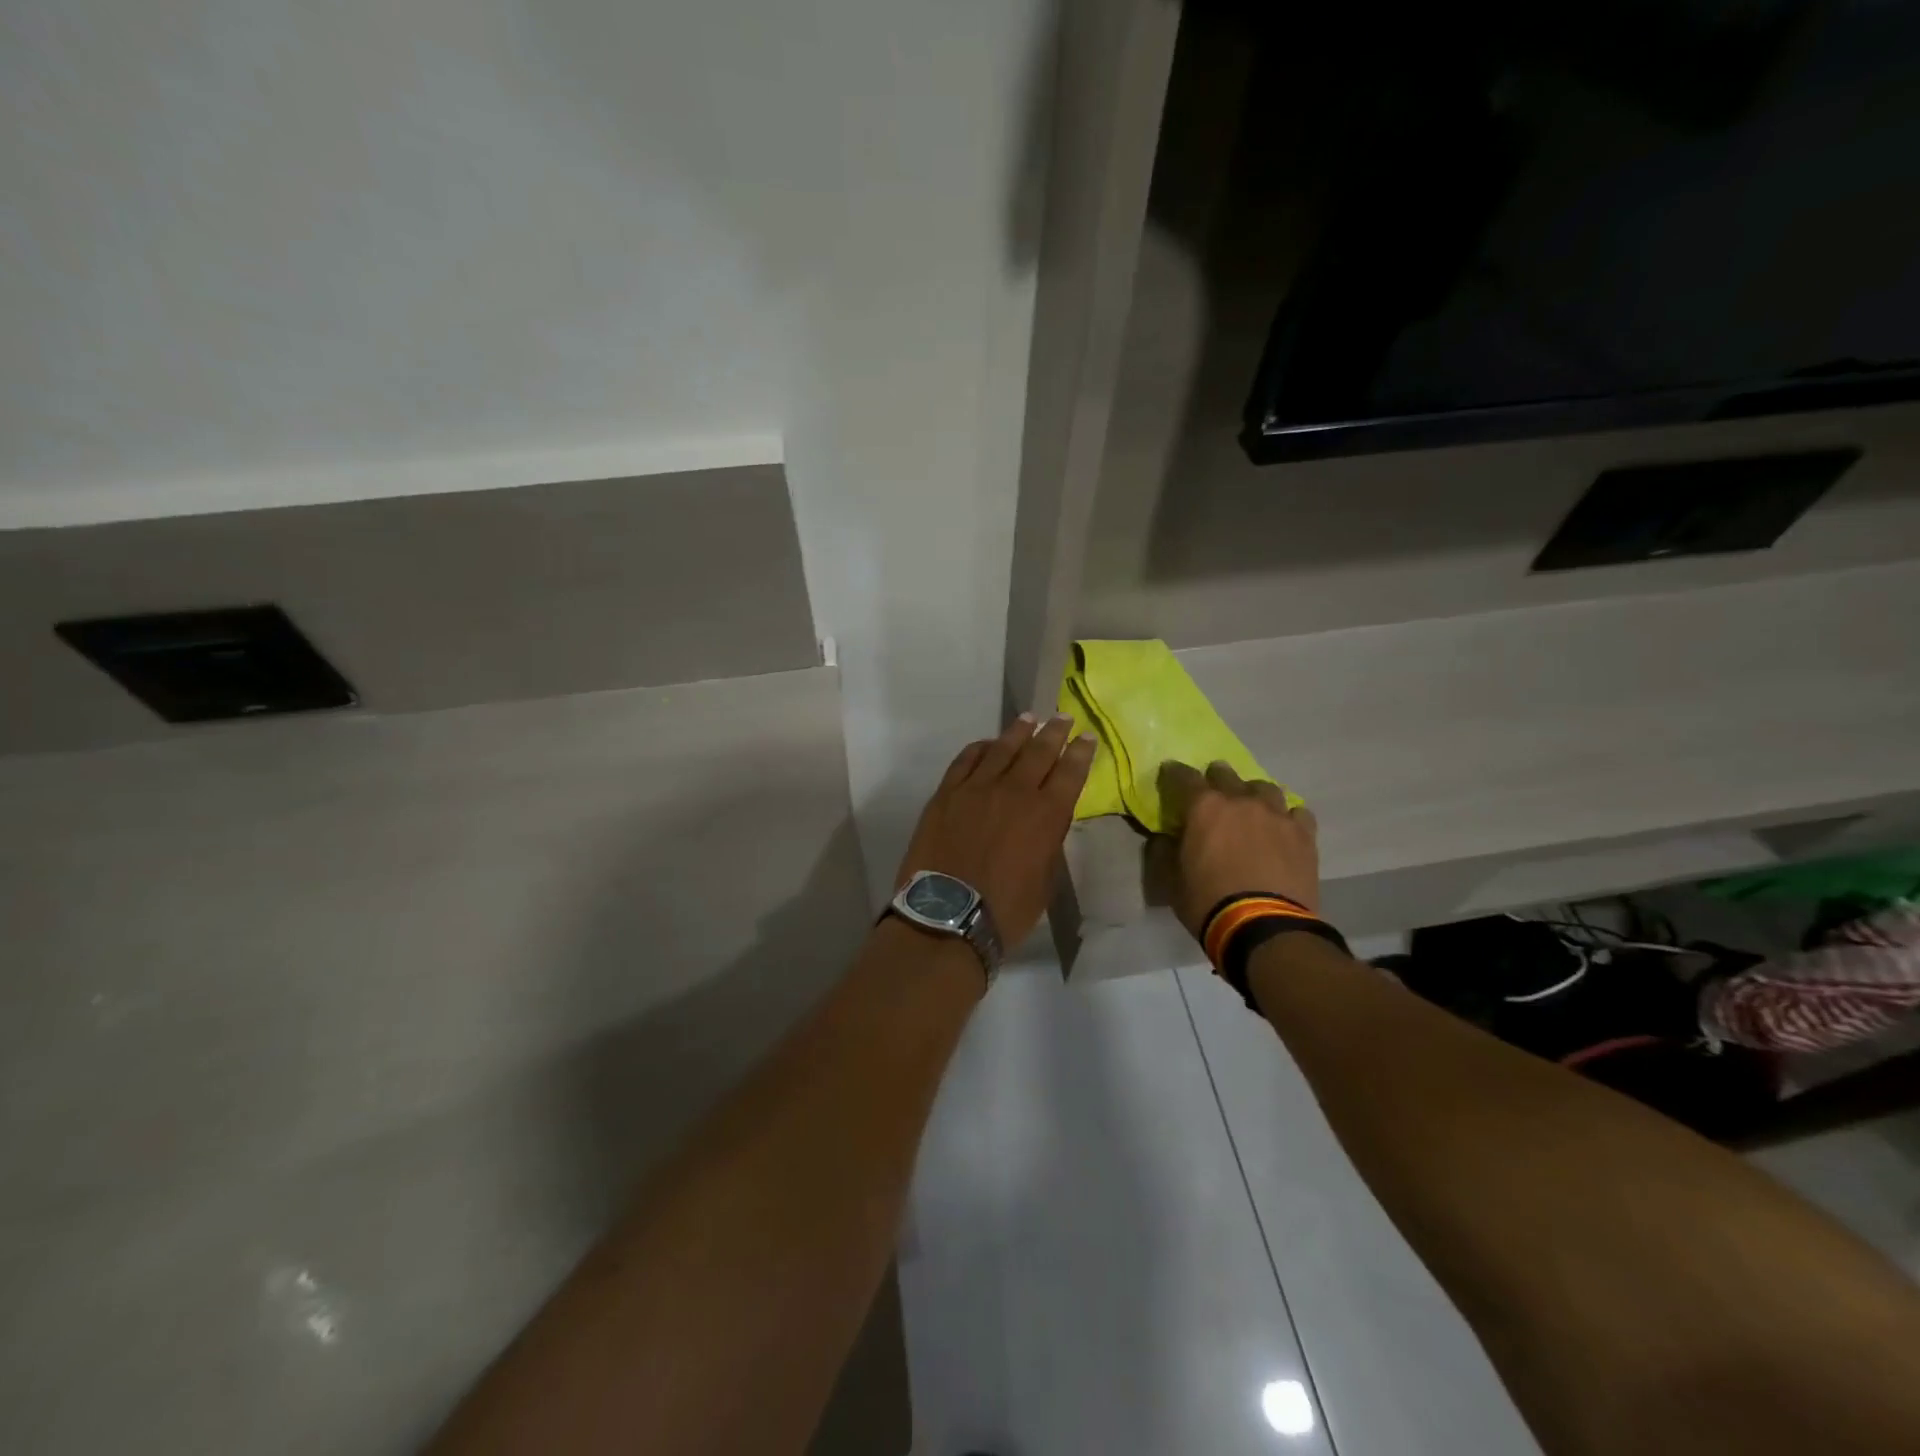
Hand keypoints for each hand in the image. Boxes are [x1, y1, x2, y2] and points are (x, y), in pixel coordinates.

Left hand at [895, 715, 1096, 947]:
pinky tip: (987, 744)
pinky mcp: (946, 794)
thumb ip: (1048, 843)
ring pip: (1002, 749)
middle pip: (1038, 752)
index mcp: (1046, 815)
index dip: (1080, 753)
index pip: (1070, 773)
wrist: (947, 916)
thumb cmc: (1005, 910)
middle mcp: (1014, 792)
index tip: (1086, 737)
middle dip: (1054, 733)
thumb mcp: (1044, 881)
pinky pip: (965, 760)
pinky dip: (980, 748)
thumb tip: (1047, 820)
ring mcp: (976, 788)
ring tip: (1029, 718)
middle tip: (1062, 717)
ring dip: (1018, 732)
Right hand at [1157, 760, 1319, 936]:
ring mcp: (1276, 815)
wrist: (1265, 928)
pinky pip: (1296, 813)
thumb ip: (1166, 850)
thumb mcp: (1171, 880)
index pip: (1183, 776)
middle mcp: (1240, 801)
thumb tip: (1167, 837)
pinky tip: (1282, 829)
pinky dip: (1286, 817)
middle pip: (1225, 774)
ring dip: (1252, 795)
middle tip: (1211, 794)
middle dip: (1215, 779)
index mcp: (1204, 807)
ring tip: (1250, 810)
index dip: (1173, 774)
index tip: (1169, 775)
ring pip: (1264, 788)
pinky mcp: (1304, 834)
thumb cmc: (1209, 902)